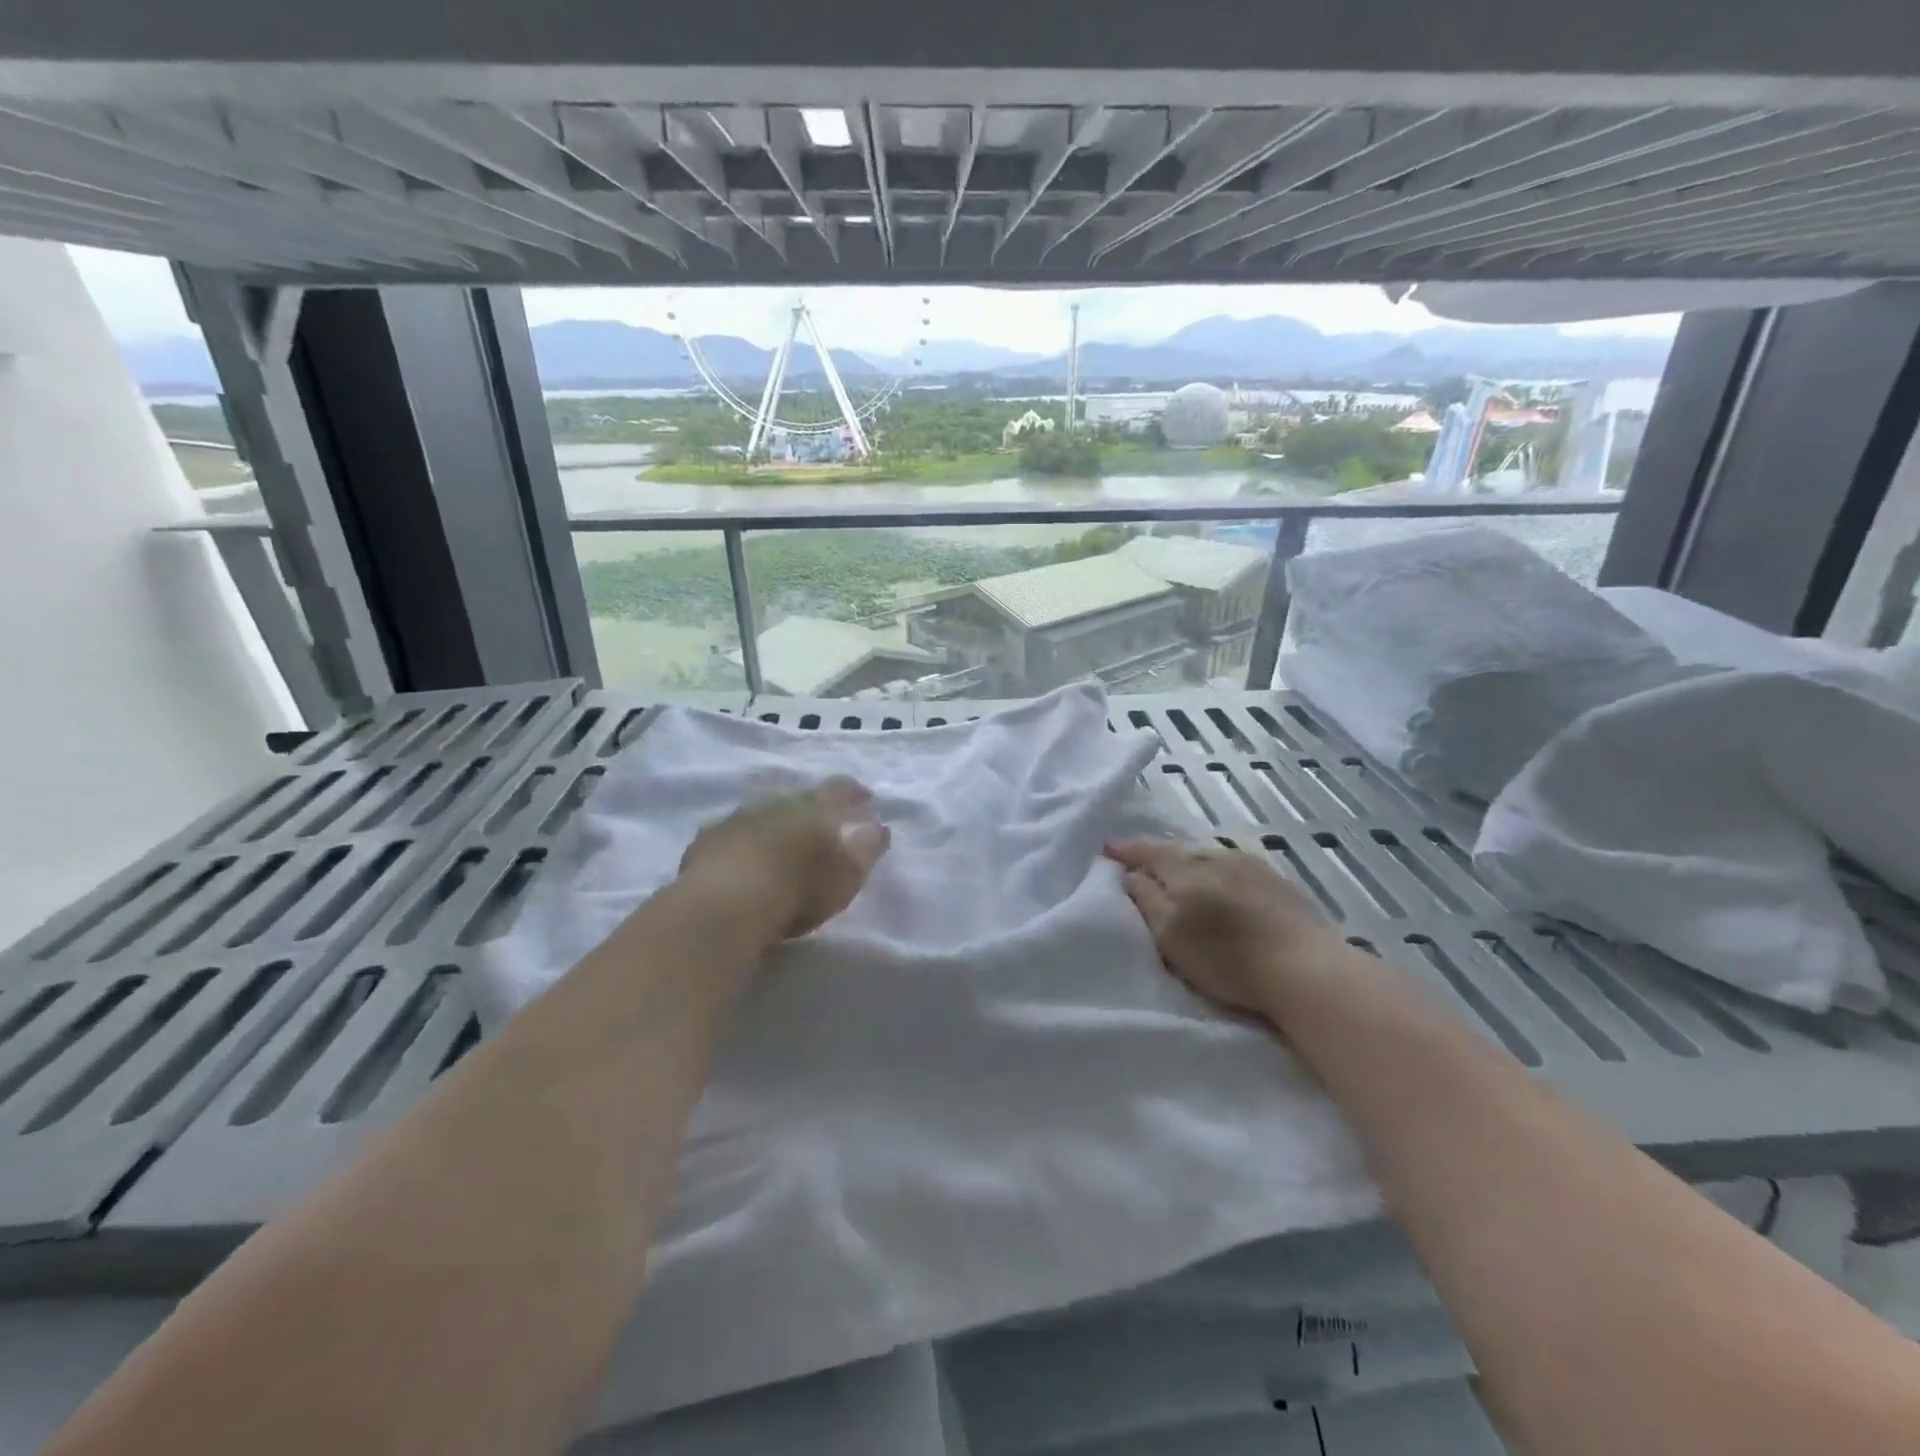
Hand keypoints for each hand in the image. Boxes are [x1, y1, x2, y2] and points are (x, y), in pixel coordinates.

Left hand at [679, 777, 890, 940]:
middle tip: (821, 826)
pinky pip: (732, 834)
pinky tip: (741, 861)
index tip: (865, 799)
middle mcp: (777, 803)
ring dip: (774, 824)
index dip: (855, 792)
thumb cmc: (799, 889)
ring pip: (763, 813)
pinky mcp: (707, 840)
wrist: (724, 905)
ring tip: (780, 845)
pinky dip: (742, 842)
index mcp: (815, 808)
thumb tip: (879, 826)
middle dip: (812, 809)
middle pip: (799, 798)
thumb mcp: (848, 874)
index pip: (840, 788)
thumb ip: (868, 848)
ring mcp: (738, 818)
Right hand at [1105, 838, 1343, 1017]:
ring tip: (1177, 874)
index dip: (1125, 850)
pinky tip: (1218, 885)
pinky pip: (1231, 866)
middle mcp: (1216, 855)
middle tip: (1139, 862)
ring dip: (1187, 861)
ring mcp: (1251, 865)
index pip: (1147, 850)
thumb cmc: (1226, 956)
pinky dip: (1214, 871)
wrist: (1306, 968)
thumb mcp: (1170, 934)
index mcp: (1185, 866)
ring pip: (1207, 855)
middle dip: (1156, 853)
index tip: (1107, 849)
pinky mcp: (1277, 881)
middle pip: (1177, 848)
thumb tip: (1130, 874)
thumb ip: (1145, 899)